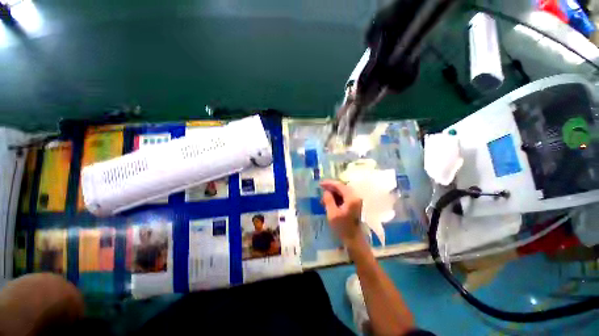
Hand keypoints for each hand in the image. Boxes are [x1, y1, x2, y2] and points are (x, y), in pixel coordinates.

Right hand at [320, 180, 363, 245]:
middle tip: (321, 189)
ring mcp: (355, 200)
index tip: (320, 184)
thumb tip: (326, 192)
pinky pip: (344, 196)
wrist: (353, 239)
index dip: (329, 183)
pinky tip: (329, 201)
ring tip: (324, 197)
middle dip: (331, 187)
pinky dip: (336, 197)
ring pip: (342, 191)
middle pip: (342, 187)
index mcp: (351, 198)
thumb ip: (328, 200)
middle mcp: (355, 196)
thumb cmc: (342, 227)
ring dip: (333, 193)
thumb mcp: (332, 213)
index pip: (339, 185)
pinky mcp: (354, 204)